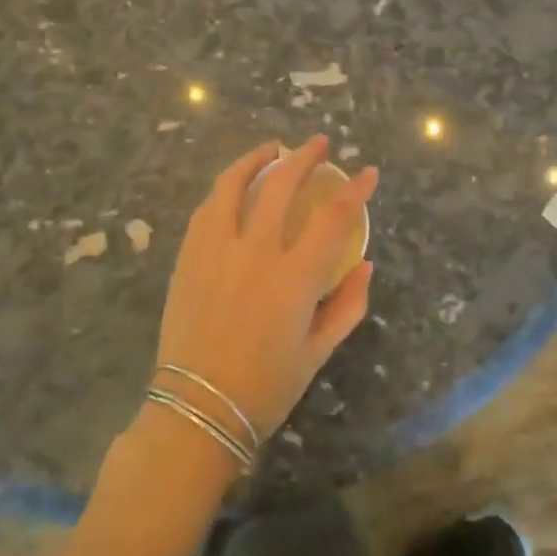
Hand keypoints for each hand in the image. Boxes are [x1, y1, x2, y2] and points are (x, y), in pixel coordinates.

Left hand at [154, 136, 376, 438]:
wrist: (197, 410)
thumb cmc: (265, 387)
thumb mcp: (318, 352)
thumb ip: (348, 305)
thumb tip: (365, 265)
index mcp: (294, 279)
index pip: (333, 218)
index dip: (355, 190)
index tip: (367, 172)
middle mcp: (255, 254)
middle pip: (280, 185)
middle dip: (304, 157)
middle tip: (318, 144)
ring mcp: (215, 252)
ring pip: (233, 185)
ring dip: (256, 159)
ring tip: (272, 148)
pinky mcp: (188, 258)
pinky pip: (207, 209)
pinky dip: (226, 189)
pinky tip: (235, 186)